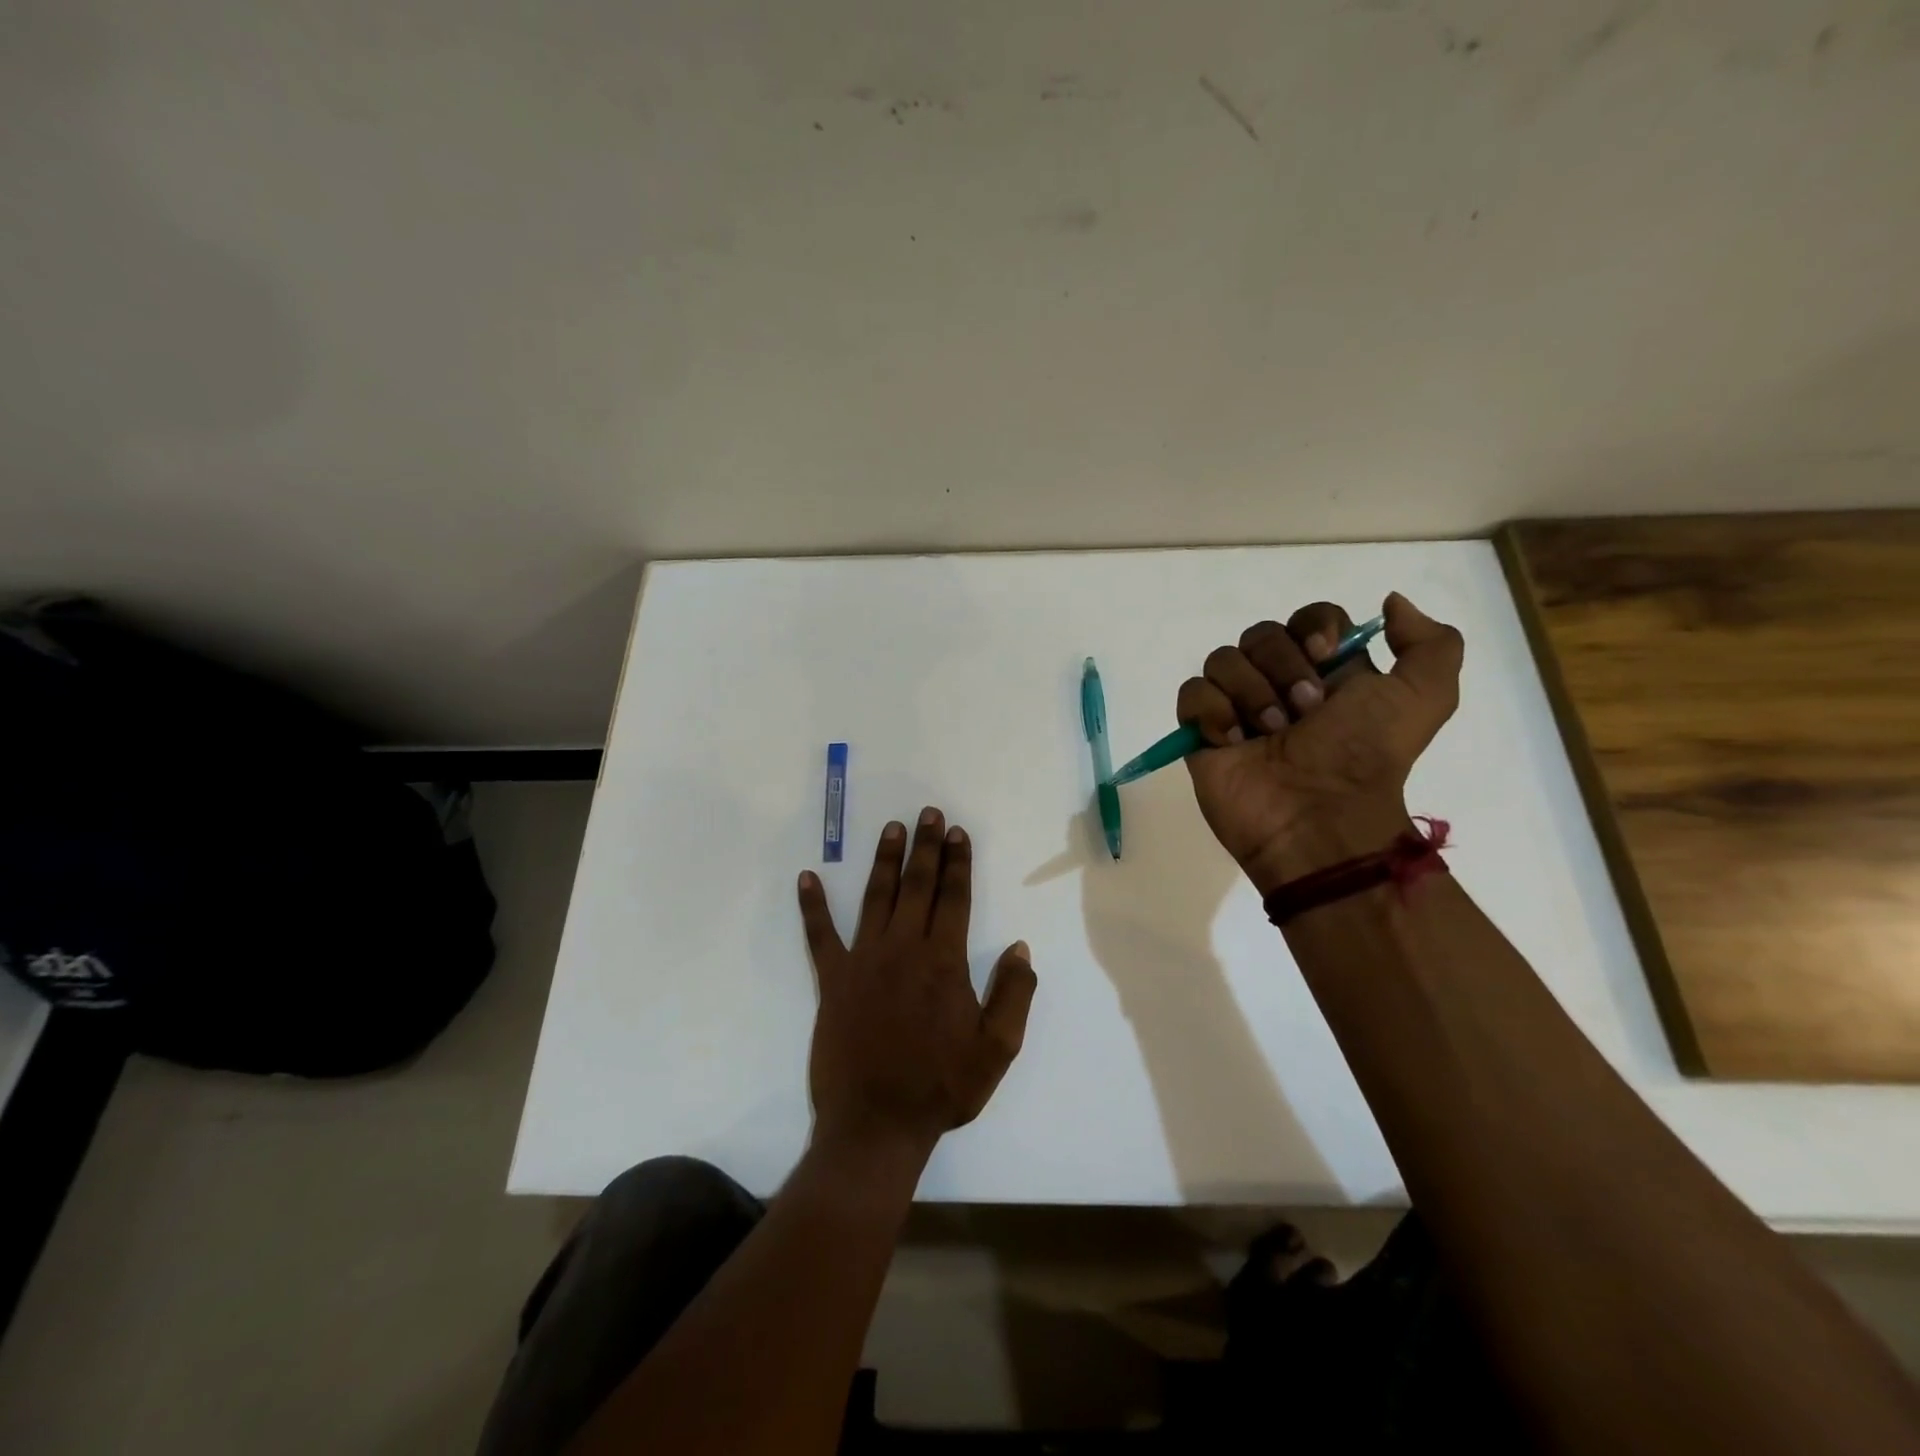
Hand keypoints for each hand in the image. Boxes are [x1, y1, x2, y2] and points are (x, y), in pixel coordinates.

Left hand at [797, 808, 1037, 1157]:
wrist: (876, 1125)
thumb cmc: (941, 1087)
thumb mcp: (997, 1049)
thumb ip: (1013, 994)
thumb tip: (1019, 947)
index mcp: (944, 962)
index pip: (954, 898)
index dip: (958, 862)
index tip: (957, 833)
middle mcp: (903, 949)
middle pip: (917, 886)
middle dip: (925, 847)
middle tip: (928, 813)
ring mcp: (864, 961)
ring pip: (876, 897)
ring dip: (884, 860)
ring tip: (891, 828)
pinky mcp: (833, 980)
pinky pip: (820, 935)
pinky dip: (813, 905)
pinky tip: (807, 877)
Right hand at [1178, 592, 1463, 892]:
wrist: (1319, 819)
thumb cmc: (1366, 757)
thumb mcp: (1425, 698)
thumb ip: (1430, 644)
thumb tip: (1391, 602)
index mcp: (1330, 672)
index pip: (1310, 618)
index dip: (1314, 626)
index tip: (1325, 654)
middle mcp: (1280, 683)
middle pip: (1261, 634)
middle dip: (1281, 667)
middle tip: (1303, 712)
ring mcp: (1237, 707)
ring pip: (1222, 659)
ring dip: (1250, 693)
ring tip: (1269, 734)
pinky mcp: (1202, 732)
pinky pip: (1192, 694)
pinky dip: (1211, 712)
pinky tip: (1232, 743)